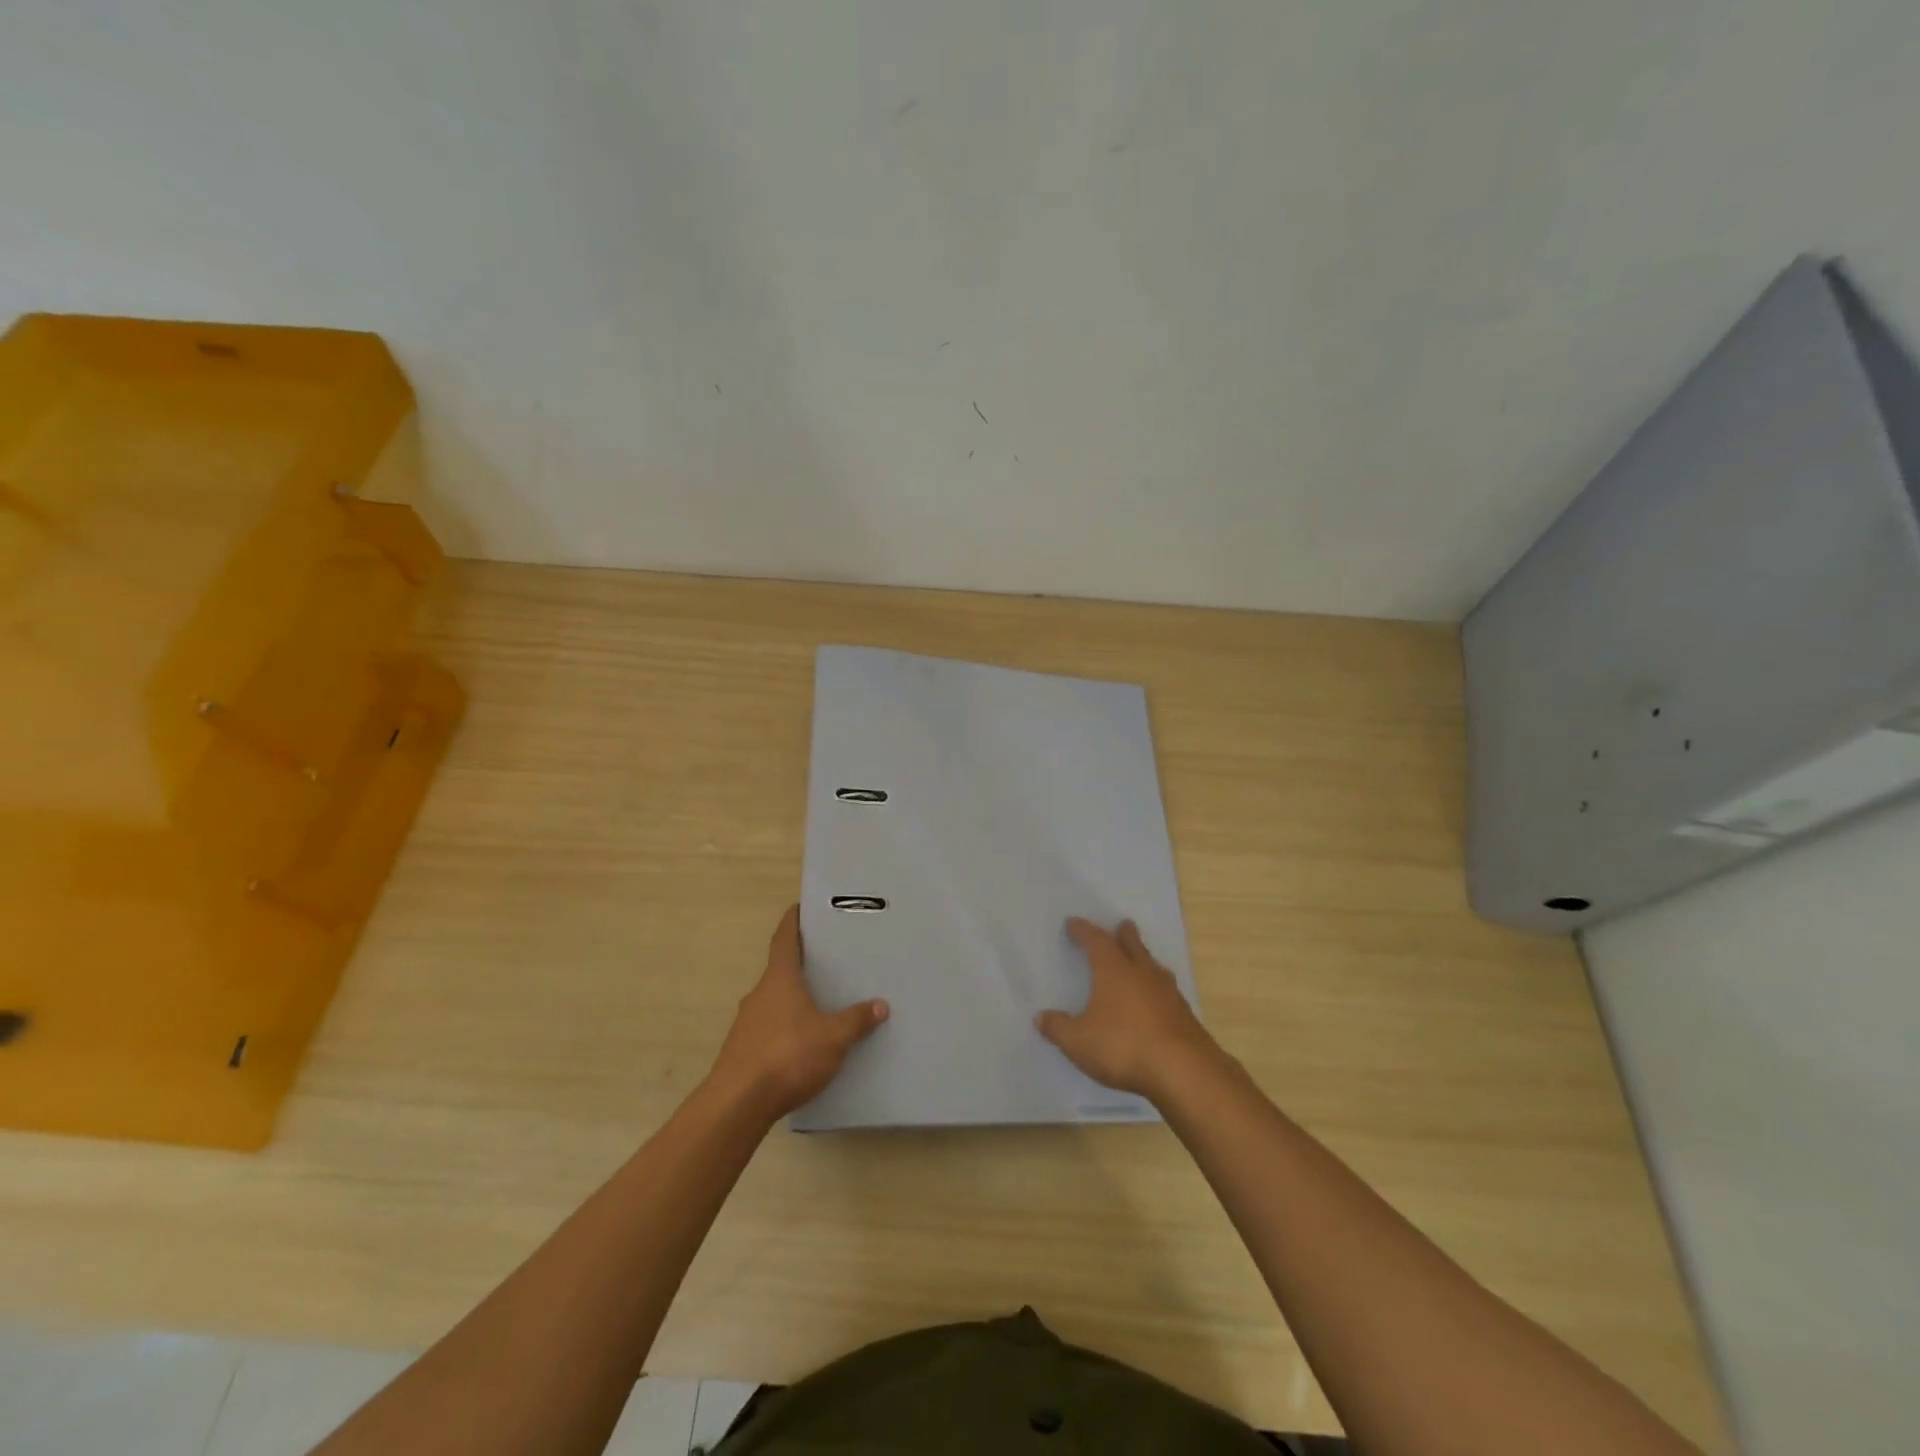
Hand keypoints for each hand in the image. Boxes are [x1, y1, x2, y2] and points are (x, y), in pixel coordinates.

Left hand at [709, 904, 888, 1121]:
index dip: (792, 922)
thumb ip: (856, 1020)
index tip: (799, 908)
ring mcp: (746, 1023)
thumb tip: (880, 1005)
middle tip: (825, 962)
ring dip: (792, 1000)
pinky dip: (785, 1027)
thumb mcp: (833, 1037)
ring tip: (819, 1005)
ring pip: (773, 1001)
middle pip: (779, 970)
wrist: (738, 1104)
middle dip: (799, 965)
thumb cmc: (788, 1055)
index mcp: (779, 979)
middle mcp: (759, 994)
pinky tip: (802, 1044)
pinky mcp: (742, 1051)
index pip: (784, 939)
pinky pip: (768, 1028)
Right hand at [1038, 918, 1216, 1101]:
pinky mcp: (1184, 1015)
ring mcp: (1168, 993)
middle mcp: (1142, 973)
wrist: (1183, 1071)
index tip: (1073, 923)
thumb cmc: (1123, 1047)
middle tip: (1122, 925)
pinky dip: (1157, 988)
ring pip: (1153, 966)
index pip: (1095, 941)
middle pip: (1132, 945)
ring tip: (1140, 959)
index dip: (1083, 931)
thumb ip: (1058, 1028)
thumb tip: (1040, 1017)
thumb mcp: (1079, 1041)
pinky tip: (1157, 1000)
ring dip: (1144, 958)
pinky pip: (1167, 991)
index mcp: (1113, 970)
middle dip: (1124, 934)